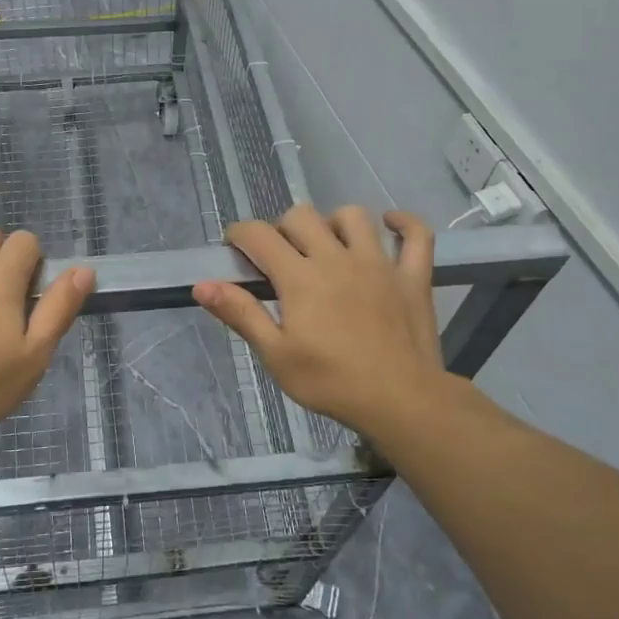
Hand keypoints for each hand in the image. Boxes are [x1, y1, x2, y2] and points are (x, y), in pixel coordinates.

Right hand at [193, 205, 446, 431]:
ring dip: (334, 223)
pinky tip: (390, 225)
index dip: (240, 234)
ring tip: (328, 246)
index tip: (235, 248)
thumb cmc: (331, 382)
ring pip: (353, 216)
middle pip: (302, 217)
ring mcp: (379, 263)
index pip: (259, 235)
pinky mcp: (412, 276)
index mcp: (300, 277)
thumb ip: (240, 313)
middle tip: (280, 258)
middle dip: (282, 229)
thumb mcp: (276, 355)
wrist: (402, 401)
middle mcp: (336, 258)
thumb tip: (201, 285)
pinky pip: (417, 235)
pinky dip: (405, 223)